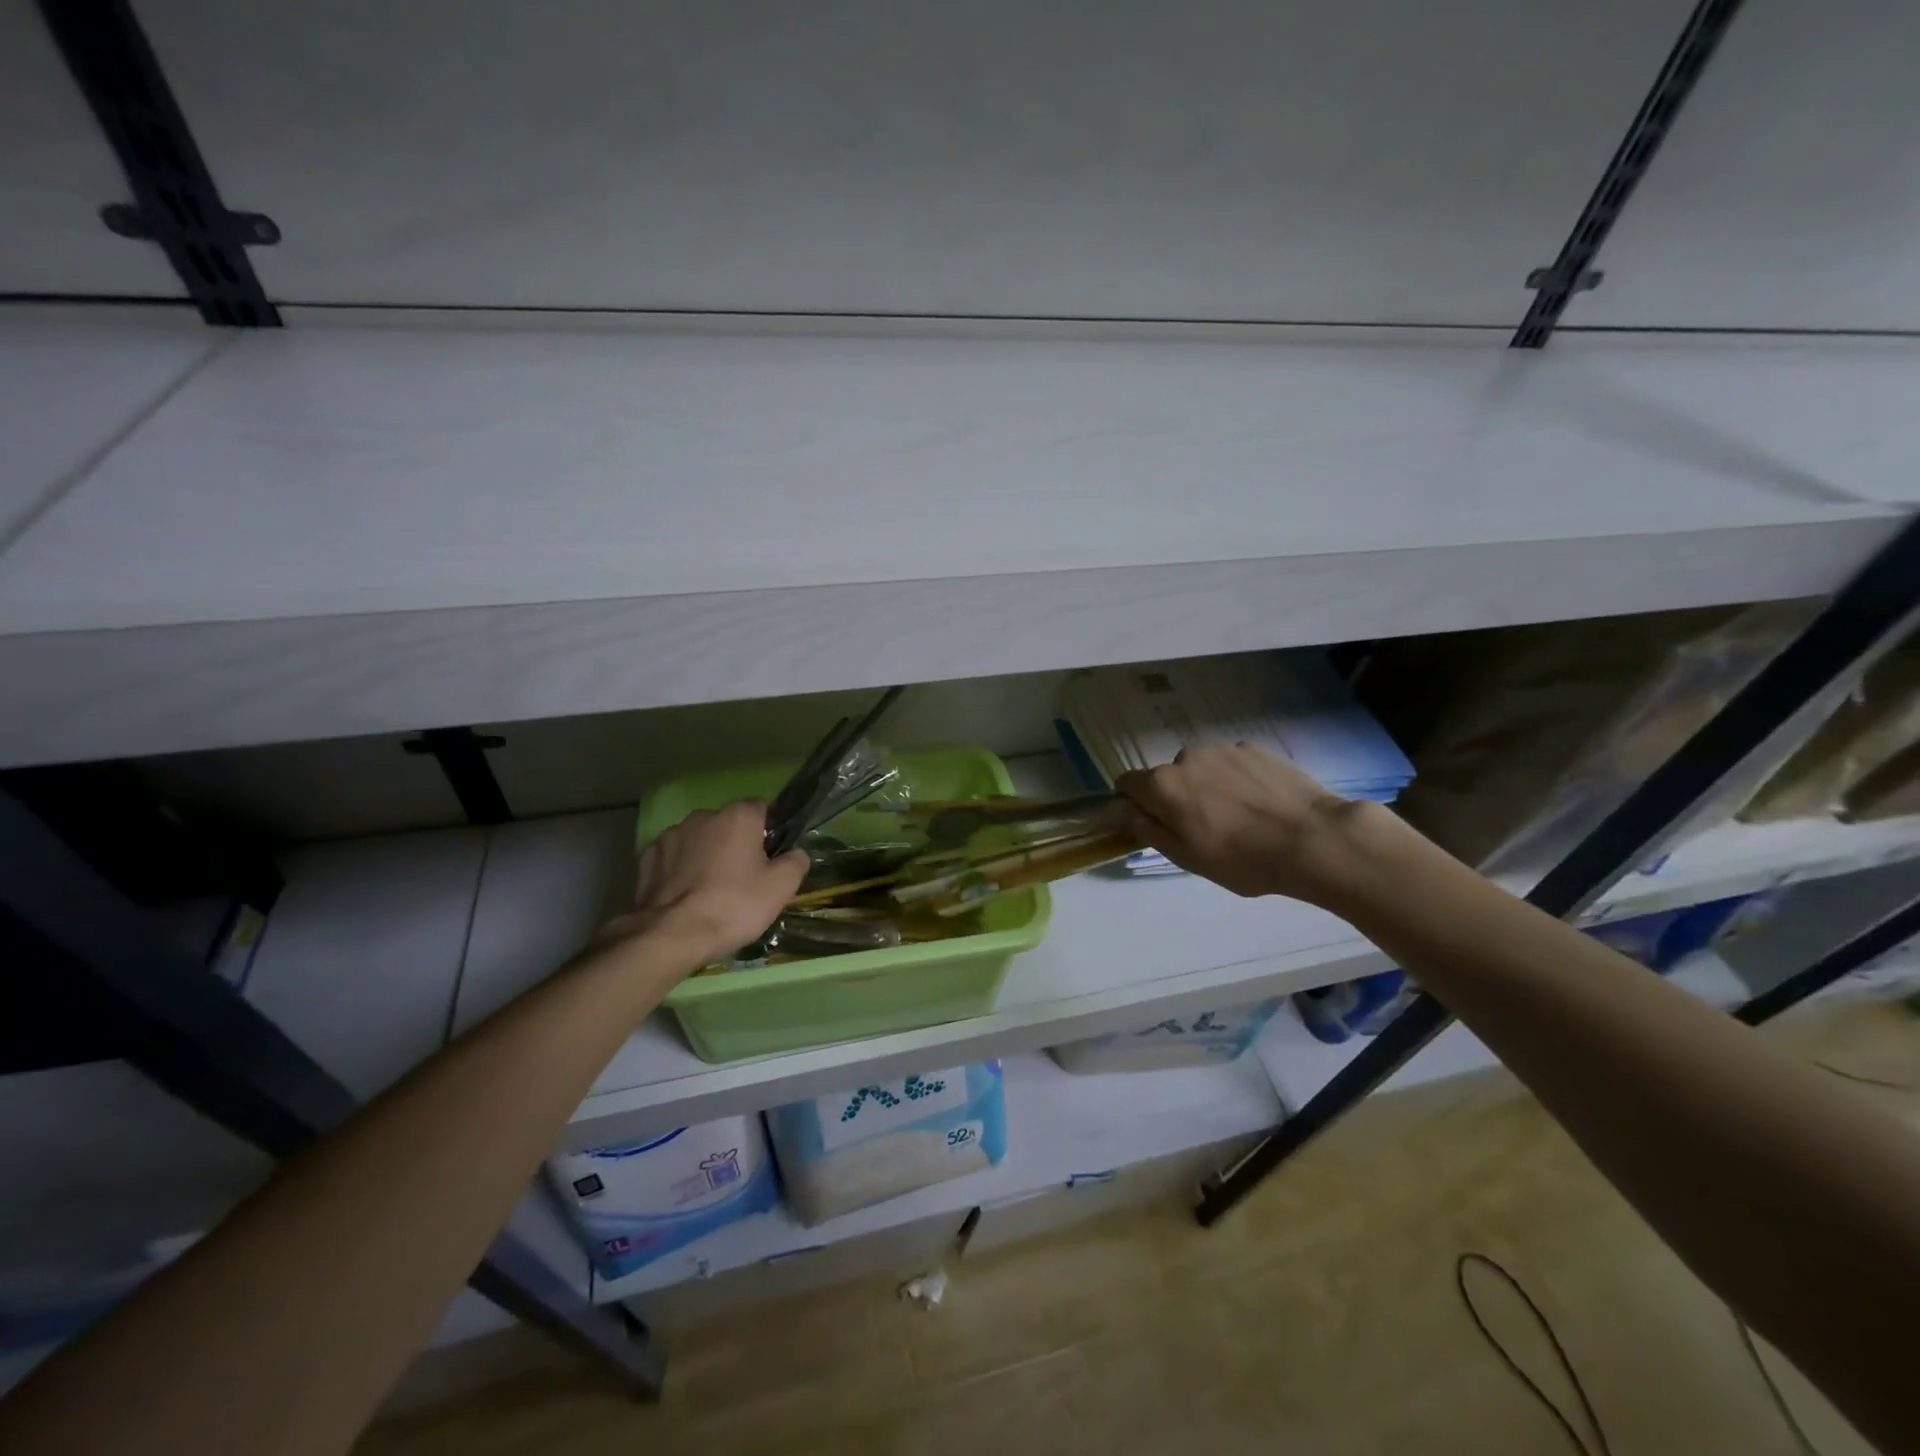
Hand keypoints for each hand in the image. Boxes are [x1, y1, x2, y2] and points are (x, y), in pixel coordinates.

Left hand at [597, 801, 808, 966]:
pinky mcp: (646, 858)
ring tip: (709, 889)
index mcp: (738, 816)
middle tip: (743, 877)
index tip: (772, 856)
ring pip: (698, 840)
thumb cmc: (733, 905)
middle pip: (728, 824)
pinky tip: (683, 894)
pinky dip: (679, 869)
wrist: (671, 935)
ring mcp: (670, 836)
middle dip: (735, 843)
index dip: (770, 830)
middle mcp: (703, 816)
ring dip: (705, 855)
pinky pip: (672, 858)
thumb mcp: (780, 888)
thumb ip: (795, 862)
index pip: (762, 809)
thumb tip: (795, 853)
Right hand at [1116, 743, 1375, 903]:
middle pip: (1168, 776)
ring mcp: (1223, 749)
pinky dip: (1235, 778)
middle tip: (1203, 826)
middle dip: (1176, 795)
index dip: (1132, 802)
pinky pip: (1231, 763)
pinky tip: (1260, 802)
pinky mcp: (1255, 748)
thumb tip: (1130, 815)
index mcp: (1163, 786)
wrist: (1313, 839)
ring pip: (1201, 767)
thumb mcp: (1188, 858)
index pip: (1127, 783)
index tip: (1150, 821)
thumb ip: (1152, 832)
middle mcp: (1186, 758)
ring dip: (1207, 785)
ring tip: (1237, 814)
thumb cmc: (1243, 859)